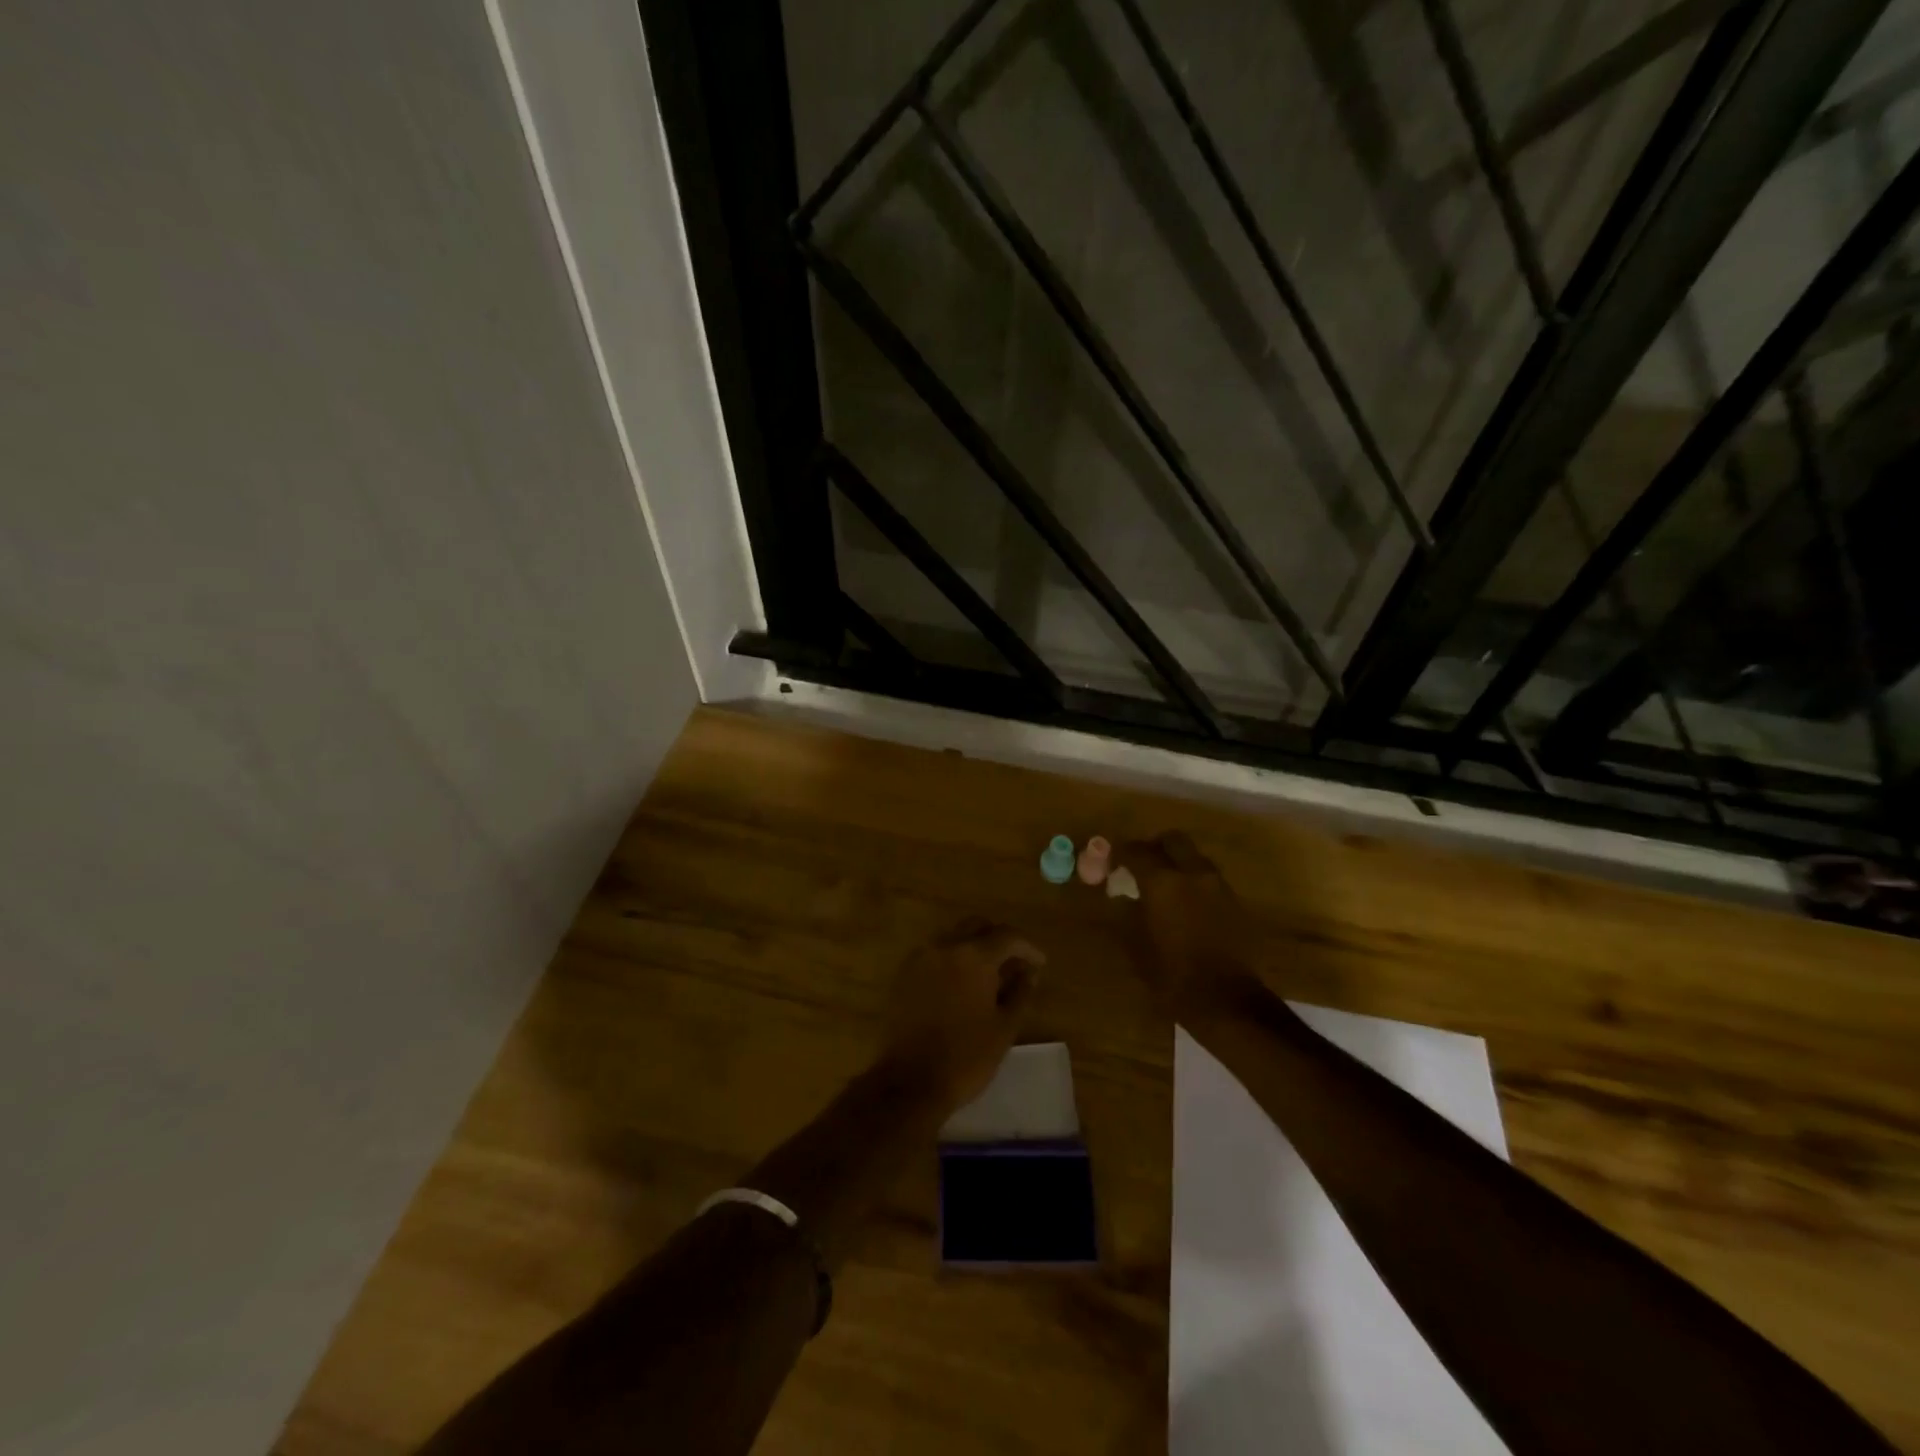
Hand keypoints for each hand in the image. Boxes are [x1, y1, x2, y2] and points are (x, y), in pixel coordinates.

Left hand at [878, 918, 1043, 1113]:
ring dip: (973, 948)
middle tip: (1013, 964)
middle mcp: (944, 946)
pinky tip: (961, 985)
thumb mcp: (1004, 1028)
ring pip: (952, 937)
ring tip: (988, 976)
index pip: (1007, 936)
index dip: (1027, 948)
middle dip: (998, 940)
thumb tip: (1029, 973)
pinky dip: (952, 960)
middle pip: (976, 926)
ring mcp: (919, 958)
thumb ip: (1020, 994)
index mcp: (973, 955)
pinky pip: (934, 954)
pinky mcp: (903, 975)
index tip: (1039, 964)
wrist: (909, 1083)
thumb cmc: (965, 1057)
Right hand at [1118, 831, 1264, 1017]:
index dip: (1120, 852)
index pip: (1136, 851)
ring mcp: (1219, 886)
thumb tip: (1121, 897)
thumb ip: (1127, 913)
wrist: (1228, 1002)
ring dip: (1177, 863)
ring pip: (1194, 857)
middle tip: (1140, 864)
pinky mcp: (1235, 903)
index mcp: (1163, 882)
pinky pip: (1208, 879)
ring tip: (1162, 886)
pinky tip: (1184, 905)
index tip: (1110, 861)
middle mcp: (1193, 874)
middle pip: (1173, 840)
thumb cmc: (1173, 977)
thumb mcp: (1137, 946)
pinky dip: (1193, 882)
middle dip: (1154, 847)